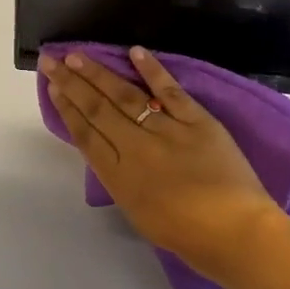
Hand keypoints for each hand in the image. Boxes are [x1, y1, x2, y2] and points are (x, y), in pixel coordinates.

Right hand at [41, 47, 289, 285]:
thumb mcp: (139, 212)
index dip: (66, 108)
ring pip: (126, 96)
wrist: (238, 234)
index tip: (52, 87)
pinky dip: (153, 70)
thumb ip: (121, 178)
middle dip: (72, 83)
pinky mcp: (197, 120)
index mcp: (120, 177)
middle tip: (52, 61)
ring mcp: (168, 131)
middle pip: (97, 109)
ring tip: (78, 55)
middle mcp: (137, 149)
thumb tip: (110, 149)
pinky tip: (134, 52)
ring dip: (99, 73)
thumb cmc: (188, 236)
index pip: (86, 135)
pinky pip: (170, 91)